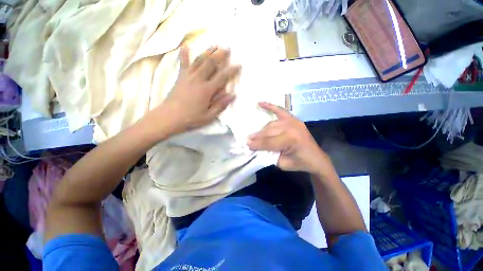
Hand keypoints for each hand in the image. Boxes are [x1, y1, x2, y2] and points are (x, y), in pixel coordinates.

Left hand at [156, 46, 240, 133]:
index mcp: (206, 90)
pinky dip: (184, 54)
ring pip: (199, 60)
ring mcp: (188, 77)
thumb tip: (232, 95)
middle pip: (211, 64)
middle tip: (227, 48)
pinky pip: (183, 63)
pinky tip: (186, 46)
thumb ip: (220, 105)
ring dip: (208, 51)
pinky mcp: (180, 77)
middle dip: (220, 55)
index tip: (239, 64)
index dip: (231, 70)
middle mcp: (198, 79)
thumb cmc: (191, 118)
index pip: (222, 77)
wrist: (169, 117)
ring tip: (215, 44)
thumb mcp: (209, 116)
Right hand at [247, 102, 330, 173]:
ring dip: (262, 130)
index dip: (256, 144)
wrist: (316, 158)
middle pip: (269, 132)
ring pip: (271, 124)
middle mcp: (291, 127)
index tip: (246, 145)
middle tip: (248, 140)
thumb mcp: (282, 163)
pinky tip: (260, 103)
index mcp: (290, 140)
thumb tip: (255, 146)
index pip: (268, 142)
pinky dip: (270, 106)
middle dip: (257, 137)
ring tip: (254, 134)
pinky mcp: (293, 119)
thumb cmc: (299, 163)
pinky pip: (280, 110)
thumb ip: (268, 154)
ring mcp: (293, 121)